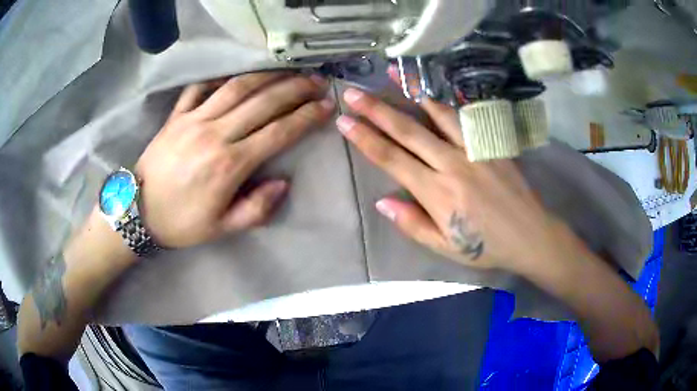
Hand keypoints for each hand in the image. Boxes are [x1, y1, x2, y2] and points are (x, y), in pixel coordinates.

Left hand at [136, 72, 333, 247]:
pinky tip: (236, 77)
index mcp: (229, 165)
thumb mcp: (221, 228)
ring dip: (267, 76)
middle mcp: (215, 134)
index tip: (326, 107)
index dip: (306, 117)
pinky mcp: (176, 116)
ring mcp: (193, 120)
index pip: (278, 132)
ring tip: (288, 71)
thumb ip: (256, 209)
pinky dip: (220, 79)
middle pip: (263, 102)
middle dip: (295, 89)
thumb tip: (283, 183)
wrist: (137, 212)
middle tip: (316, 82)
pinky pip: (200, 88)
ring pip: (236, 88)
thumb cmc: (180, 223)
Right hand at [336, 88, 564, 272]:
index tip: (344, 121)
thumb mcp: (445, 247)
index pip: (391, 159)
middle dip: (376, 110)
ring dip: (412, 92)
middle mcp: (452, 164)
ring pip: (437, 114)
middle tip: (353, 93)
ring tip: (392, 72)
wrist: (530, 234)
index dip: (364, 139)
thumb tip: (382, 203)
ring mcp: (474, 149)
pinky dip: (446, 100)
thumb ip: (412, 224)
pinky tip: (434, 88)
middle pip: (407, 131)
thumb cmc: (486, 246)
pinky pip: (465, 117)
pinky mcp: (491, 143)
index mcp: (436, 193)